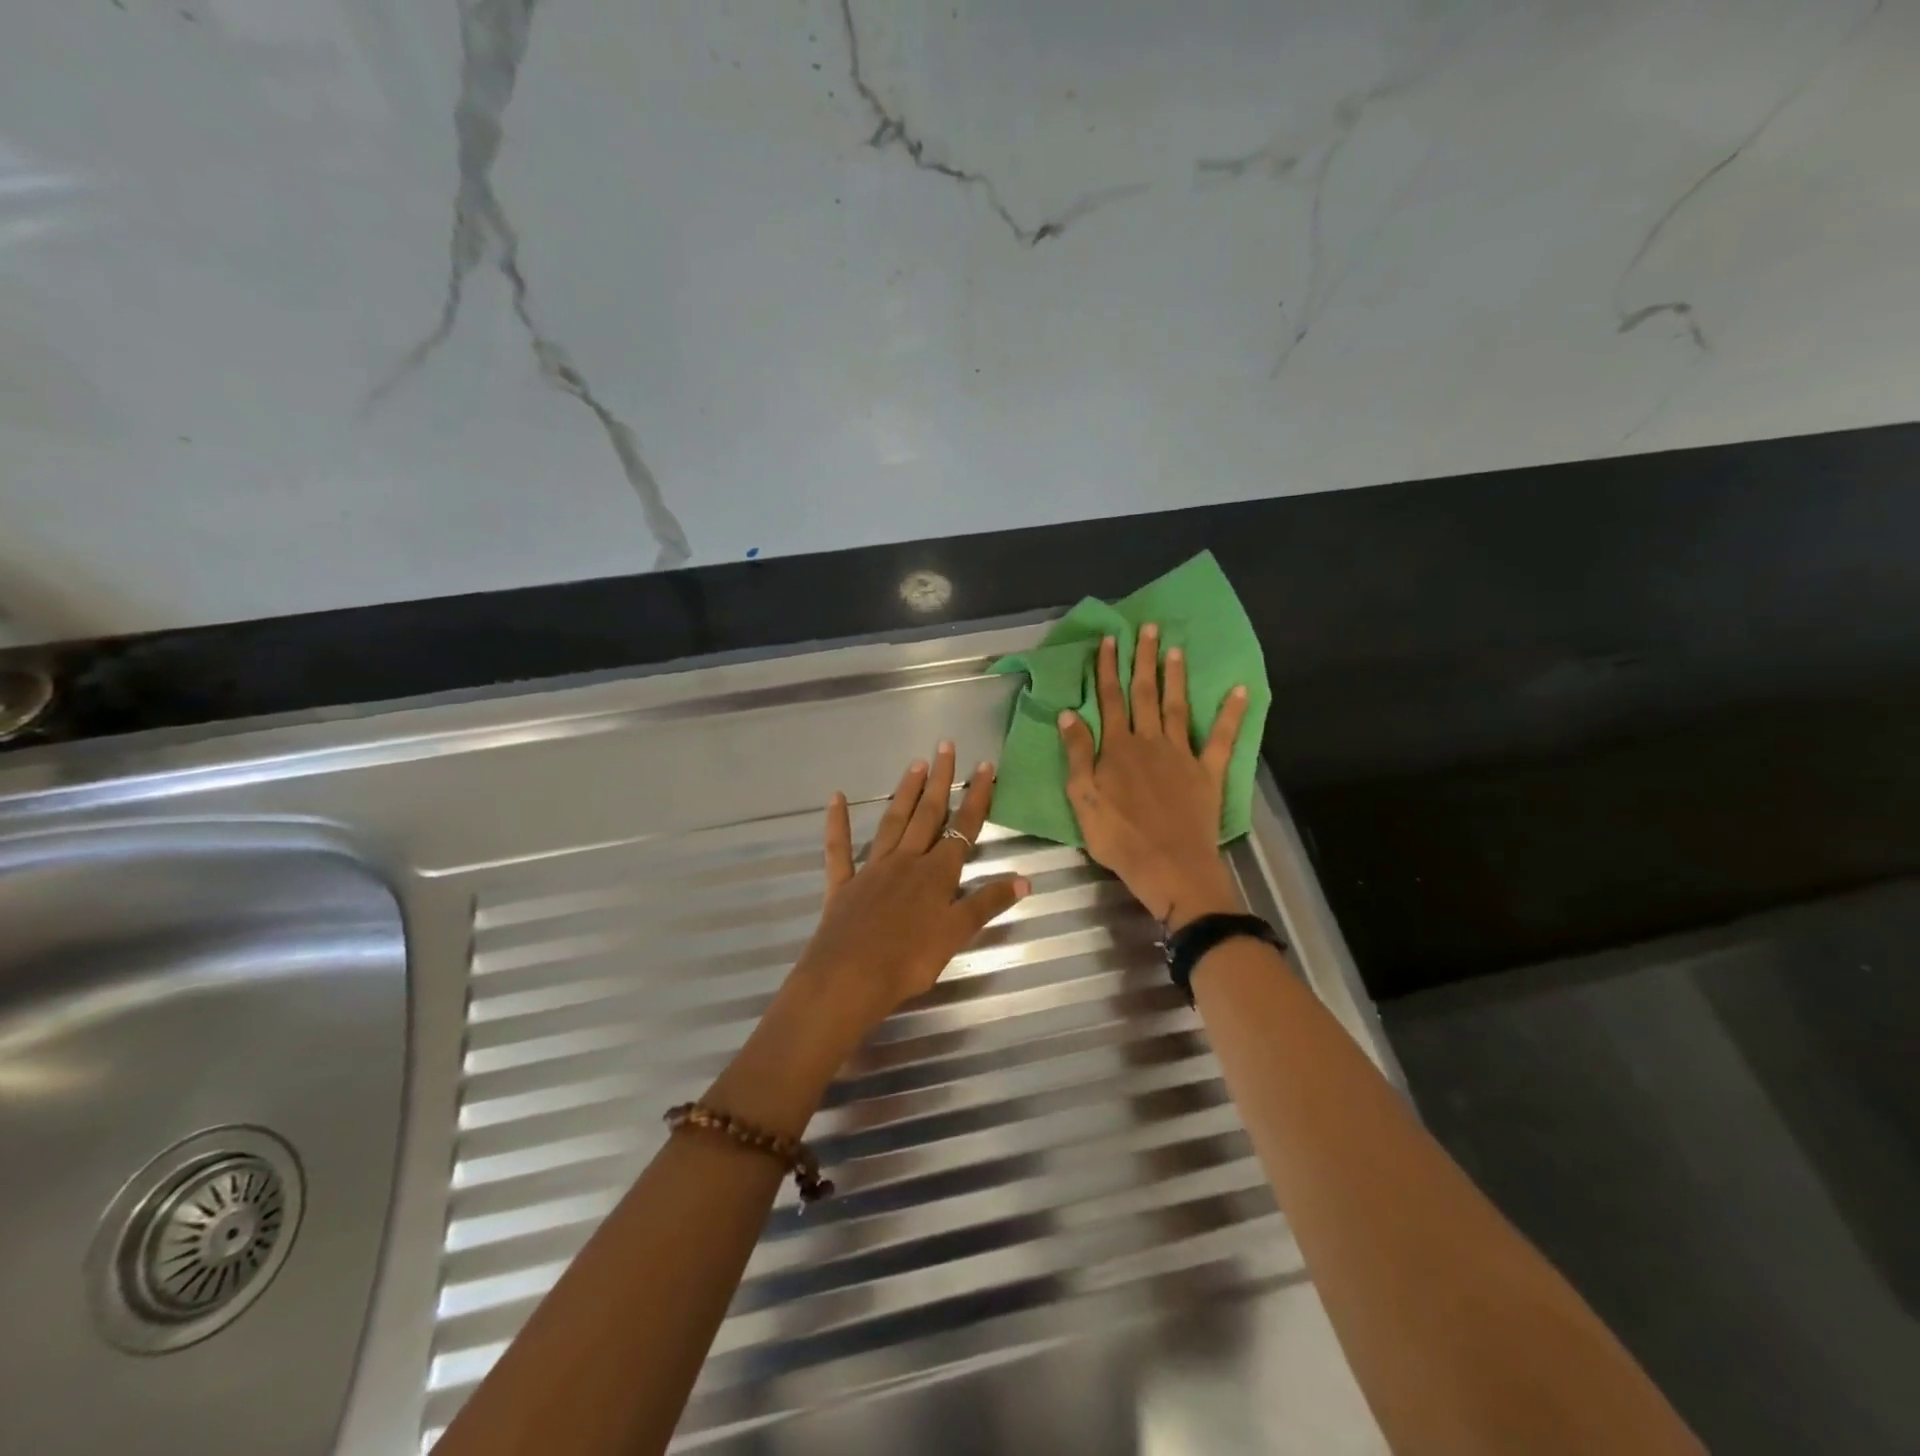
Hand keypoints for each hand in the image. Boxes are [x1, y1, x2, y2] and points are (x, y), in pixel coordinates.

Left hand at [785, 743, 1028, 1054]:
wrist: (849, 978)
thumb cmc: (909, 961)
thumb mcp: (957, 934)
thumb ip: (988, 904)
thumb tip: (1025, 878)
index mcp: (937, 873)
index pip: (963, 828)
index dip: (976, 797)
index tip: (984, 767)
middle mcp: (907, 861)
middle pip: (928, 814)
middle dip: (940, 780)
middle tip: (946, 745)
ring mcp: (872, 869)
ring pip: (892, 822)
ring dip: (906, 792)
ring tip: (916, 764)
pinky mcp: (843, 884)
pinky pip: (839, 849)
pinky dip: (837, 823)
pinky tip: (835, 798)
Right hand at [1057, 626, 1250, 927]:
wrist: (1169, 866)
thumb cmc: (1118, 837)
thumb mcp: (1082, 798)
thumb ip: (1077, 754)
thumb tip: (1067, 714)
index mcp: (1117, 748)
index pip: (1110, 700)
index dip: (1108, 669)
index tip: (1109, 640)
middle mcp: (1149, 741)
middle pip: (1144, 693)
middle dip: (1143, 659)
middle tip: (1148, 627)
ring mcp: (1181, 754)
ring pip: (1176, 706)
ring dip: (1175, 676)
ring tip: (1175, 647)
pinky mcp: (1208, 772)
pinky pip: (1221, 738)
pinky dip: (1232, 713)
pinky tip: (1241, 689)